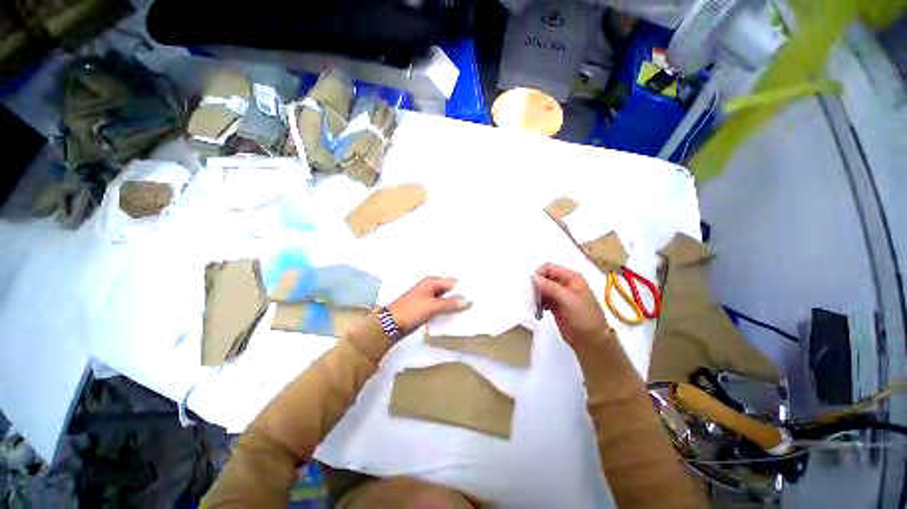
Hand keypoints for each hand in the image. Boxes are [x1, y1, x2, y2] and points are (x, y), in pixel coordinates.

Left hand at [388, 277, 470, 334]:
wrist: (391, 325)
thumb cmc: (411, 311)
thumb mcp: (432, 307)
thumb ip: (451, 304)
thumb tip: (469, 302)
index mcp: (431, 282)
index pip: (453, 283)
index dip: (464, 289)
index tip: (476, 297)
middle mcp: (431, 287)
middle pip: (450, 291)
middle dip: (460, 297)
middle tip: (474, 306)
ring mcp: (428, 298)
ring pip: (446, 300)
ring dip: (454, 305)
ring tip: (468, 312)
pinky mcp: (426, 308)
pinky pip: (440, 307)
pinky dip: (447, 311)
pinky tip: (455, 317)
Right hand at [532, 263, 611, 344]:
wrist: (591, 341)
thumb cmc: (583, 317)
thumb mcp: (568, 300)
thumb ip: (550, 287)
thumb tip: (532, 277)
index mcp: (571, 278)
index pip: (549, 268)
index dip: (539, 274)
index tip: (532, 287)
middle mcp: (565, 284)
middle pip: (544, 277)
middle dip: (536, 285)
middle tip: (532, 297)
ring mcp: (560, 295)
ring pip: (542, 288)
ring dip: (536, 294)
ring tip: (534, 304)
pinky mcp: (556, 306)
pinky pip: (543, 299)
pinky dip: (538, 302)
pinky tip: (537, 309)